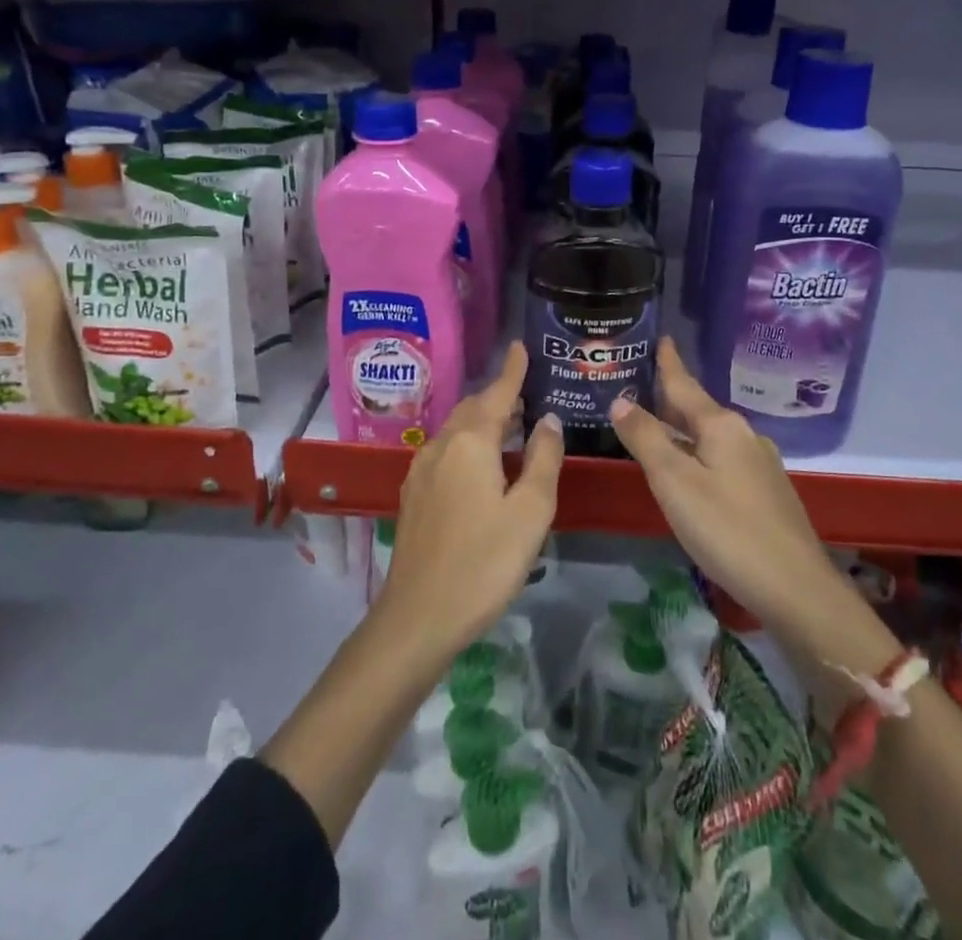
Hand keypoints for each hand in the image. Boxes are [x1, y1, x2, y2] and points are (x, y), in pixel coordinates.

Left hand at [374, 342, 563, 670]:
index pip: (497, 393)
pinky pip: (445, 450)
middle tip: (526, 390)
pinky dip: (468, 441)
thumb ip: (543, 458)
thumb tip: (548, 419)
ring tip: (510, 422)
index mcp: (471, 442)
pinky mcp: (413, 494)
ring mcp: (421, 470)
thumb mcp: (531, 511)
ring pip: (456, 428)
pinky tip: (481, 461)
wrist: (418, 617)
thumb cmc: (484, 562)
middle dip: (498, 394)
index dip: (512, 370)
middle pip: (473, 407)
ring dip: (482, 418)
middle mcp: (441, 445)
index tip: (520, 345)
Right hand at [611, 339, 899, 681]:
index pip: (685, 384)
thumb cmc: (727, 530)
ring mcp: (761, 463)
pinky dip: (700, 452)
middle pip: (699, 409)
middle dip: (671, 397)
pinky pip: (724, 457)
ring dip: (684, 428)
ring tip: (658, 426)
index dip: (669, 363)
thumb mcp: (675, 483)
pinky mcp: (767, 491)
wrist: (797, 588)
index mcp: (722, 425)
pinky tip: (692, 470)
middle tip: (640, 385)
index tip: (660, 337)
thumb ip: (646, 439)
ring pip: (712, 436)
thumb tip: (620, 401)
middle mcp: (744, 435)